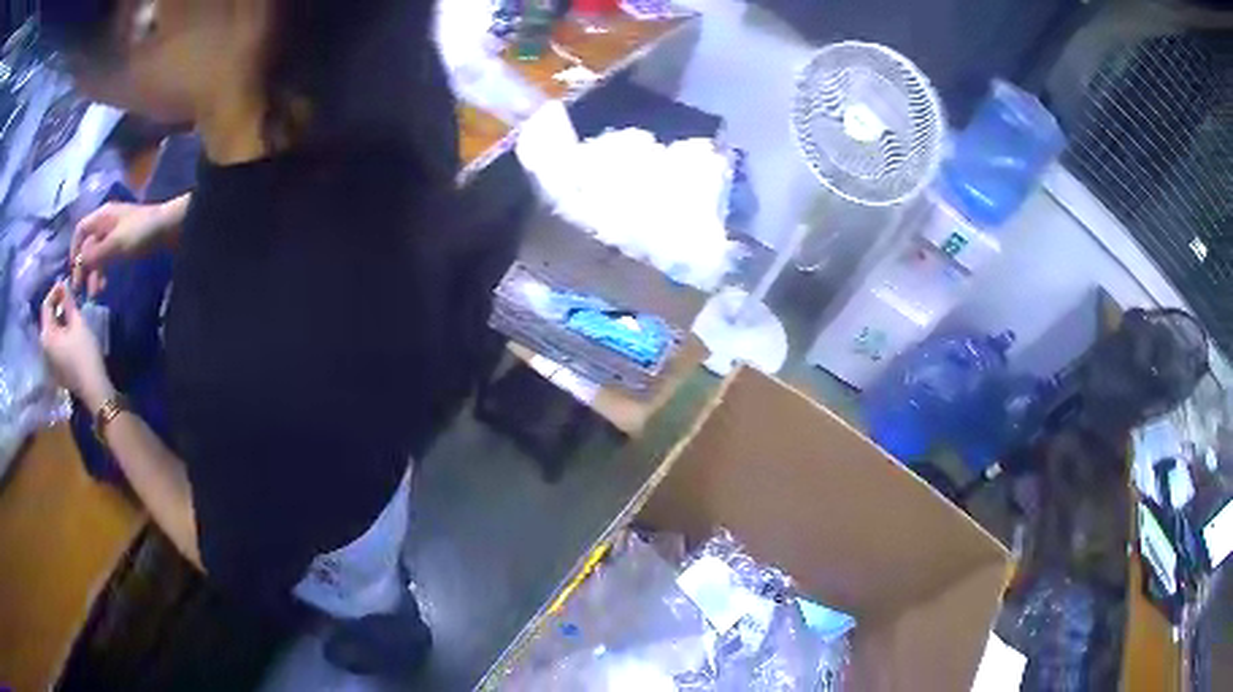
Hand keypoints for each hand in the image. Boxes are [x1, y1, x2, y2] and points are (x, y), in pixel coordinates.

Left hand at [40, 282, 113, 409]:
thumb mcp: (77, 323)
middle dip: (56, 304)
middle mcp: (44, 348)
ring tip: (70, 309)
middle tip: (69, 295)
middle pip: (47, 319)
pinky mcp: (56, 367)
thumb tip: (64, 287)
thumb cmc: (84, 354)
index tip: (66, 282)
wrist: (94, 390)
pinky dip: (61, 331)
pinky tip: (70, 328)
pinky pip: (55, 343)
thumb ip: (68, 303)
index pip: (46, 305)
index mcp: (46, 335)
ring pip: (51, 331)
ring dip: (59, 317)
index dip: (55, 290)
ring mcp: (50, 360)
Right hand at [71, 201, 175, 295]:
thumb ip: (95, 254)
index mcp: (102, 216)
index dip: (74, 250)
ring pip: (97, 254)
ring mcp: (115, 233)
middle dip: (84, 268)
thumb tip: (78, 263)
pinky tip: (104, 287)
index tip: (73, 273)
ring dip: (93, 274)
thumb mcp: (115, 245)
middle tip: (82, 293)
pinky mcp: (124, 244)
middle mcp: (106, 222)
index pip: (80, 230)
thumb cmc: (140, 232)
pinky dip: (103, 272)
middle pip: (88, 245)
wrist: (169, 228)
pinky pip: (107, 259)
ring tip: (95, 295)